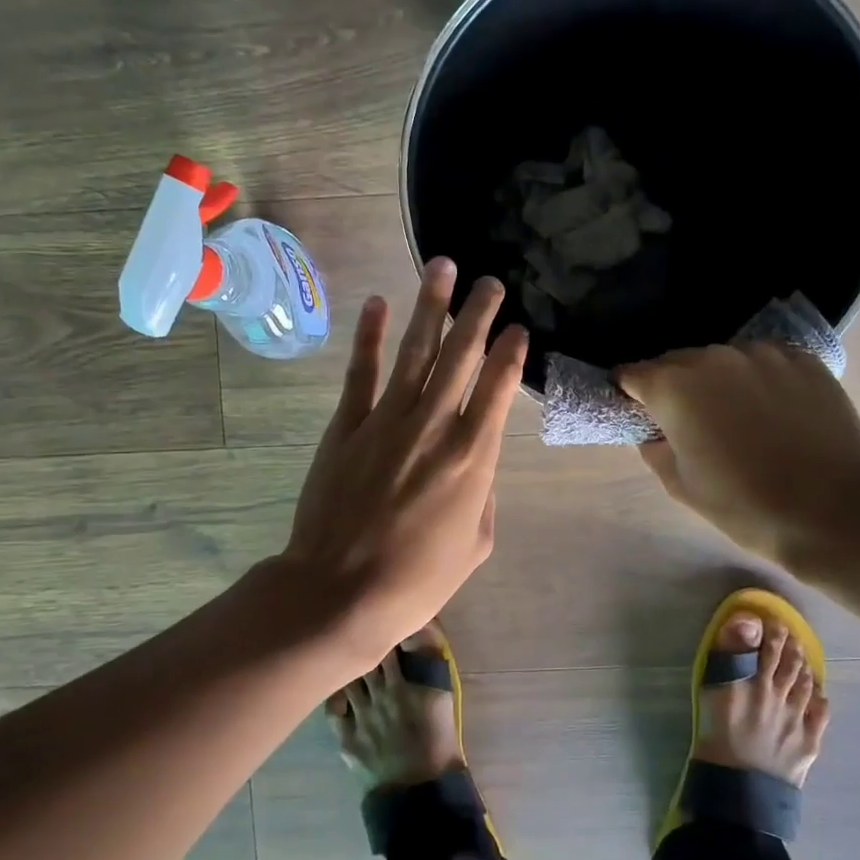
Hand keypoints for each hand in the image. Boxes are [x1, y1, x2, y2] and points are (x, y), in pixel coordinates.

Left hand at [279, 258, 526, 667]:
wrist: (340, 592)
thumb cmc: (417, 579)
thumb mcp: (474, 545)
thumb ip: (483, 495)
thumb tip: (476, 465)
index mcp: (474, 457)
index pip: (499, 388)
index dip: (511, 353)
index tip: (519, 328)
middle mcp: (435, 425)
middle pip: (461, 357)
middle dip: (478, 314)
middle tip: (490, 282)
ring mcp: (387, 420)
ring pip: (415, 352)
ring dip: (431, 308)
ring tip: (442, 267)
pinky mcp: (347, 426)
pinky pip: (361, 372)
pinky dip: (370, 337)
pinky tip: (379, 305)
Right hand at [617, 343, 859, 569]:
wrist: (837, 510)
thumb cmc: (746, 506)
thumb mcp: (681, 486)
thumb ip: (655, 448)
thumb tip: (655, 430)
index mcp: (673, 387)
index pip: (631, 375)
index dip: (630, 395)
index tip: (640, 415)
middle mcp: (713, 357)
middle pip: (676, 362)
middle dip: (673, 386)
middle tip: (689, 423)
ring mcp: (762, 353)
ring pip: (722, 360)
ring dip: (718, 381)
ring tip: (738, 418)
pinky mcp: (802, 358)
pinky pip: (764, 362)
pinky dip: (758, 380)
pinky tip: (774, 412)